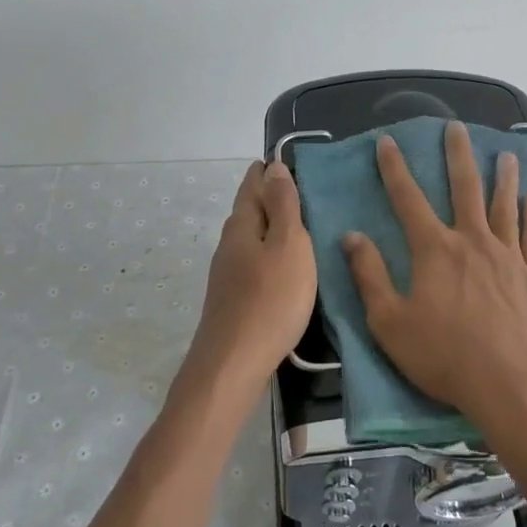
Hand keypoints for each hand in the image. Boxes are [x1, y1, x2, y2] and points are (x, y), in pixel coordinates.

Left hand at [184, 160, 317, 394]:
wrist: (233, 365)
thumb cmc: (270, 300)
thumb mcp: (288, 245)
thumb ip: (283, 206)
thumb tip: (273, 167)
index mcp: (242, 226)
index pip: (252, 185)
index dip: (267, 171)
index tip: (286, 161)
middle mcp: (229, 244)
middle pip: (248, 210)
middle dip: (269, 196)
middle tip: (299, 189)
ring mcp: (227, 274)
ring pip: (250, 238)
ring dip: (270, 226)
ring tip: (297, 225)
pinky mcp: (233, 299)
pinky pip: (253, 262)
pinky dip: (269, 253)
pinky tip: (283, 266)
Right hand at [342, 122, 526, 442]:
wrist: (515, 387)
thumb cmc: (446, 358)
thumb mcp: (390, 323)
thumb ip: (370, 276)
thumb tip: (351, 236)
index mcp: (435, 250)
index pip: (408, 199)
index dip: (394, 168)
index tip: (387, 141)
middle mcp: (473, 242)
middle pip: (464, 188)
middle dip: (457, 155)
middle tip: (456, 127)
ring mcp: (509, 257)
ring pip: (505, 205)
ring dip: (504, 177)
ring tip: (506, 154)